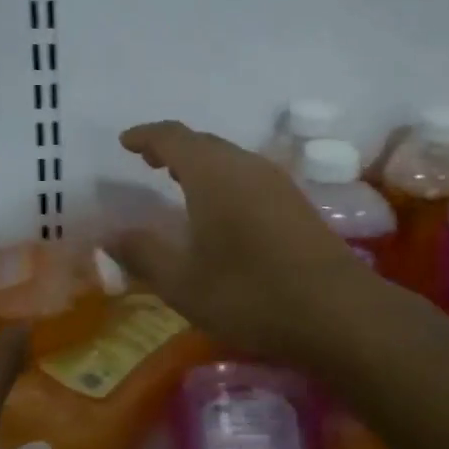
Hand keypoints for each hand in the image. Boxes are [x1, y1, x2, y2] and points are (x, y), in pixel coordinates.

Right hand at [108, 120, 375, 361]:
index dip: (146, 136)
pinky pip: (250, 178)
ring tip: (180, 182)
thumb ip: (143, 254)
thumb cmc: (250, 295)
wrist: (339, 313)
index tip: (126, 142)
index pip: (173, 137)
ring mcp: (278, 184)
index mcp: (213, 175)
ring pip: (231, 160)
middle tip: (149, 161)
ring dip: (201, 164)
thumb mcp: (183, 283)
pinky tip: (222, 211)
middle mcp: (247, 167)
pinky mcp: (298, 206)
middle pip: (205, 144)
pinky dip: (225, 181)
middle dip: (173, 148)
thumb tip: (109, 236)